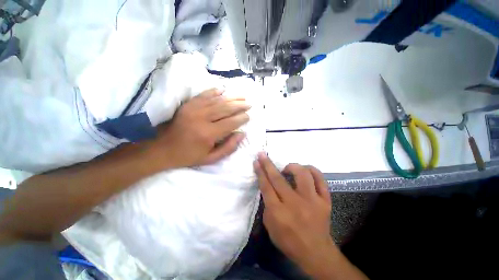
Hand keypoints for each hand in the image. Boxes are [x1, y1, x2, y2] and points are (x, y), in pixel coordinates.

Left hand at [149, 88, 249, 167]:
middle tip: (249, 104)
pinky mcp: (187, 105)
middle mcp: (202, 118)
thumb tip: (242, 134)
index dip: (241, 118)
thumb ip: (229, 147)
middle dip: (239, 105)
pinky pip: (203, 95)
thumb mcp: (211, 158)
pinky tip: (223, 90)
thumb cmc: (189, 156)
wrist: (163, 149)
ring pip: (217, 100)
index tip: (248, 116)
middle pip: (225, 108)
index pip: (230, 123)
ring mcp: (193, 109)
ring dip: (231, 97)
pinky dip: (214, 91)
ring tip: (242, 96)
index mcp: (208, 134)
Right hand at [254, 153, 367, 279]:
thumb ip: (267, 205)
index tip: (257, 161)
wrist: (316, 253)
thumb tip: (268, 187)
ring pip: (303, 174)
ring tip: (287, 168)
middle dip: (268, 164)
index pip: (266, 187)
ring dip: (292, 167)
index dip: (260, 172)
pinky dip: (312, 171)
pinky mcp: (325, 201)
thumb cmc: (289, 241)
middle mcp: (295, 204)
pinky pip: (321, 180)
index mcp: (279, 212)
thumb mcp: (270, 226)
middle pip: (279, 179)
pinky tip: (306, 170)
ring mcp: (312, 201)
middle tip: (263, 155)